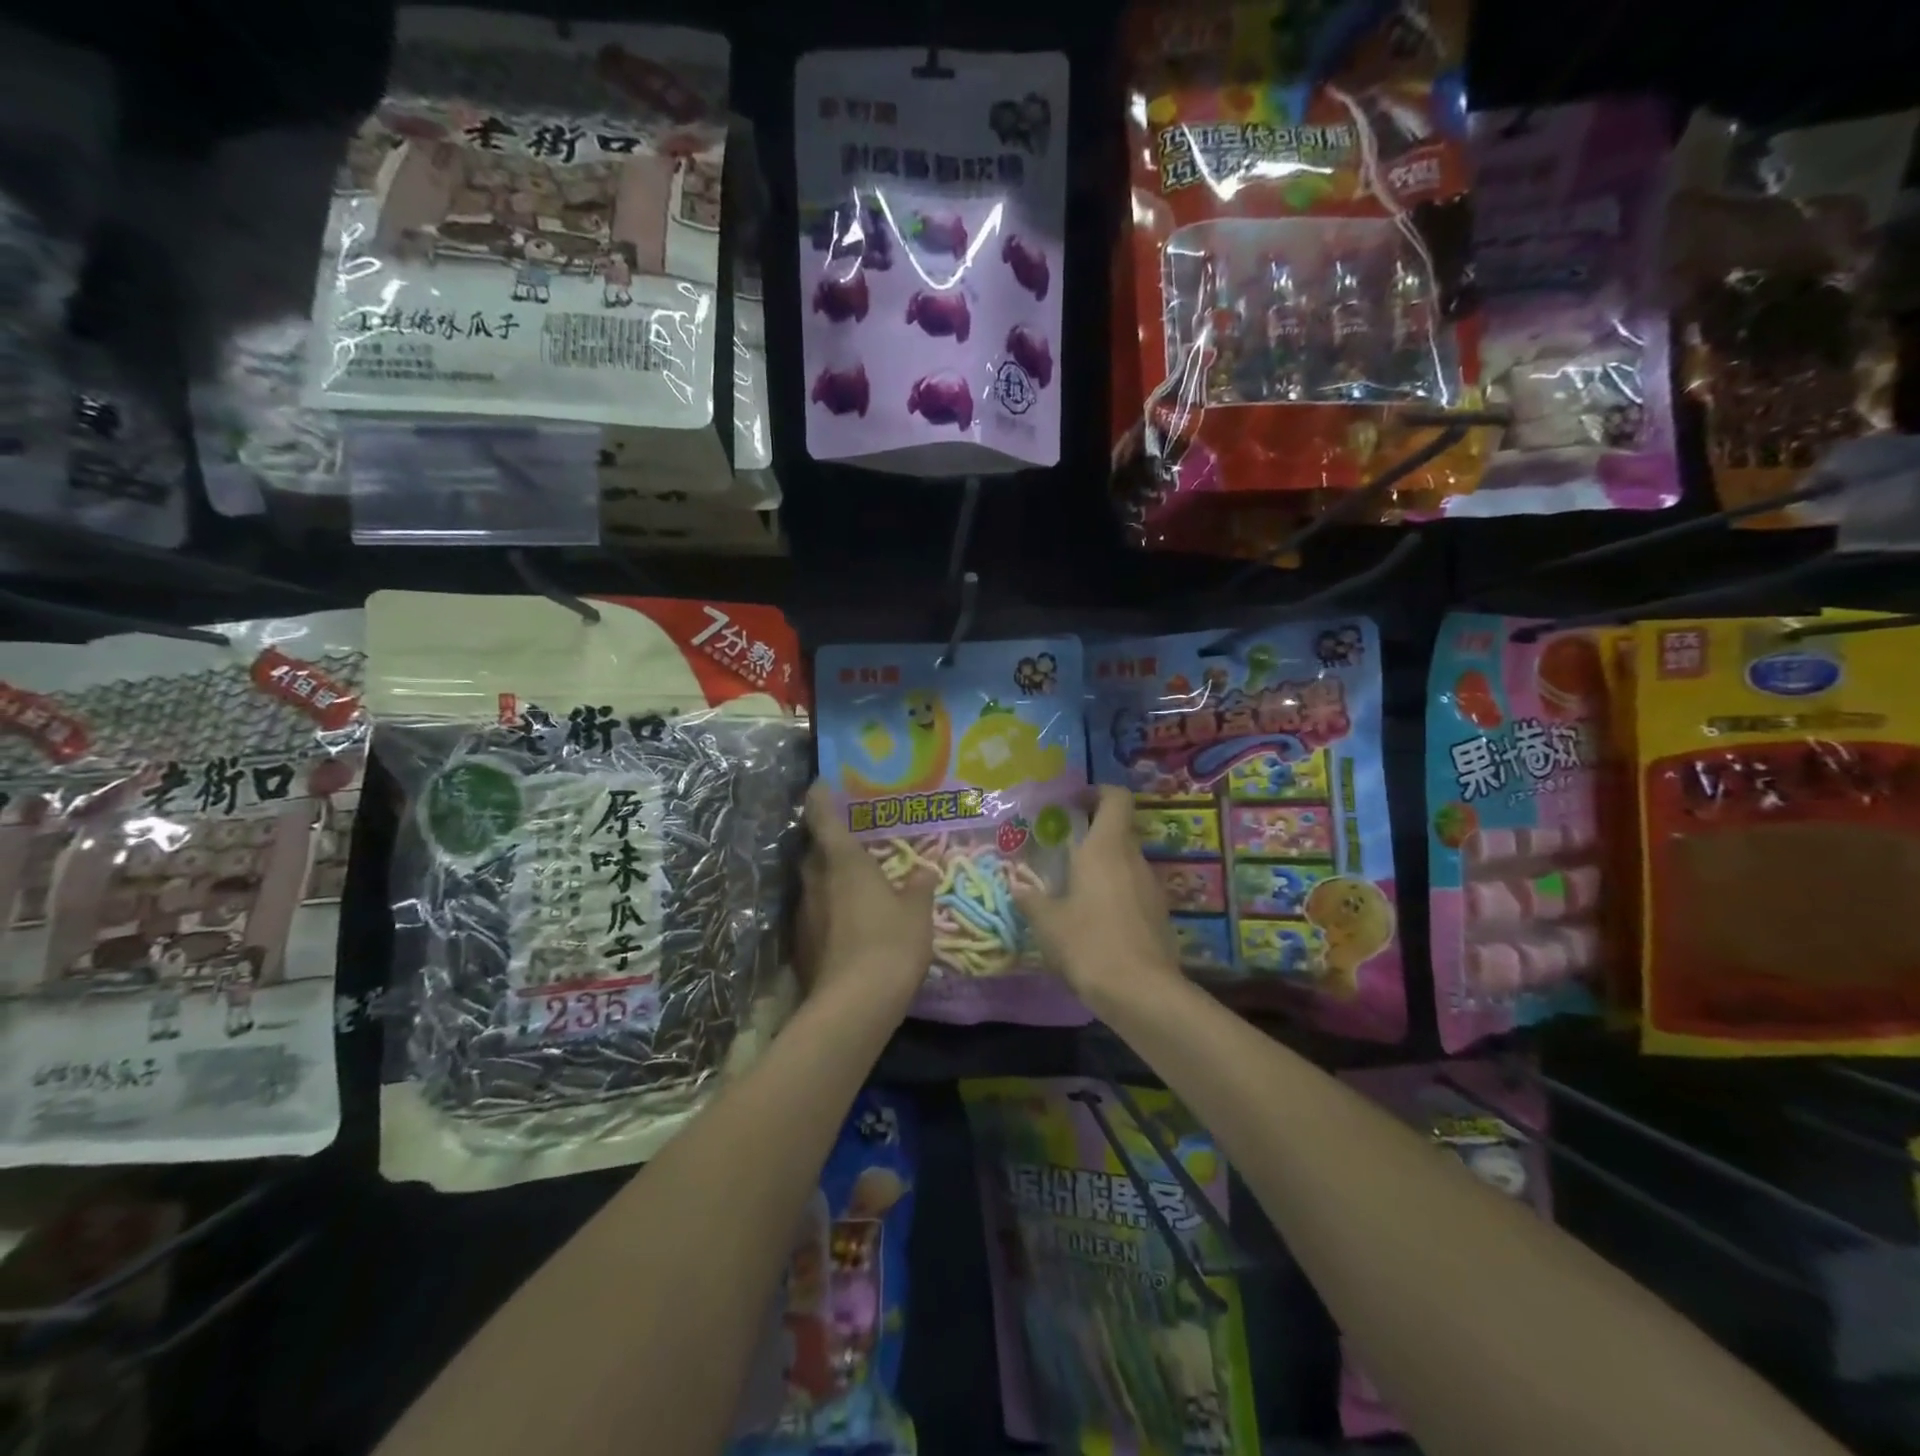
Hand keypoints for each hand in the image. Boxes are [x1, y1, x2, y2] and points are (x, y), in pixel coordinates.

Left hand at [795, 781, 936, 1007]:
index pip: (822, 819)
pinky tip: (848, 925)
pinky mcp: (801, 945)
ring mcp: (804, 914)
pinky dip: (828, 912)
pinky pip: (814, 915)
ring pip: (812, 885)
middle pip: (813, 853)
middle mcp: (816, 881)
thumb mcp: (917, 912)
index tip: (819, 785)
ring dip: (827, 881)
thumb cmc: (892, 944)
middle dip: (826, 844)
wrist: (854, 1005)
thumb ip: (919, 887)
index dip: (819, 799)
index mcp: (844, 863)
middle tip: (849, 842)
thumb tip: (924, 870)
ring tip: (852, 886)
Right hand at [1013, 786, 1181, 1007]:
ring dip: (1103, 866)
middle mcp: (1133, 858)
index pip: (1115, 798)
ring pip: (1125, 861)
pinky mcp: (1159, 914)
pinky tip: (1094, 919)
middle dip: (1091, 833)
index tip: (1073, 803)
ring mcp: (1151, 886)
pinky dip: (1115, 892)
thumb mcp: (1048, 923)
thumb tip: (1018, 886)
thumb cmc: (1089, 944)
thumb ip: (1031, 900)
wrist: (1141, 992)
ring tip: (1073, 888)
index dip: (1097, 792)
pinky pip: (1133, 889)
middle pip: (1118, 829)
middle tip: (1061, 849)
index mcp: (1106, 848)